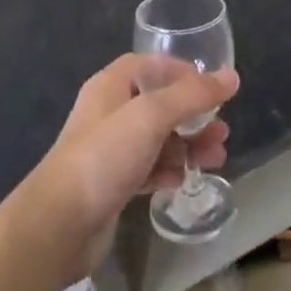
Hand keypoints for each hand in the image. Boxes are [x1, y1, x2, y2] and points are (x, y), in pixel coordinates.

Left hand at [22, 54, 238, 278]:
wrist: (59, 225)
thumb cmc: (104, 156)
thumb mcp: (151, 116)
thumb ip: (192, 95)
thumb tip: (231, 77)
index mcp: (111, 86)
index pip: (150, 66)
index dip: (181, 72)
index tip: (211, 87)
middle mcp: (110, 113)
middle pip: (159, 104)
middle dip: (193, 115)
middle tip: (222, 131)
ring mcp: (110, 151)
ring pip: (158, 139)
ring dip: (188, 145)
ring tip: (216, 159)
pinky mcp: (113, 185)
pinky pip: (149, 169)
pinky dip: (170, 170)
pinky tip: (186, 180)